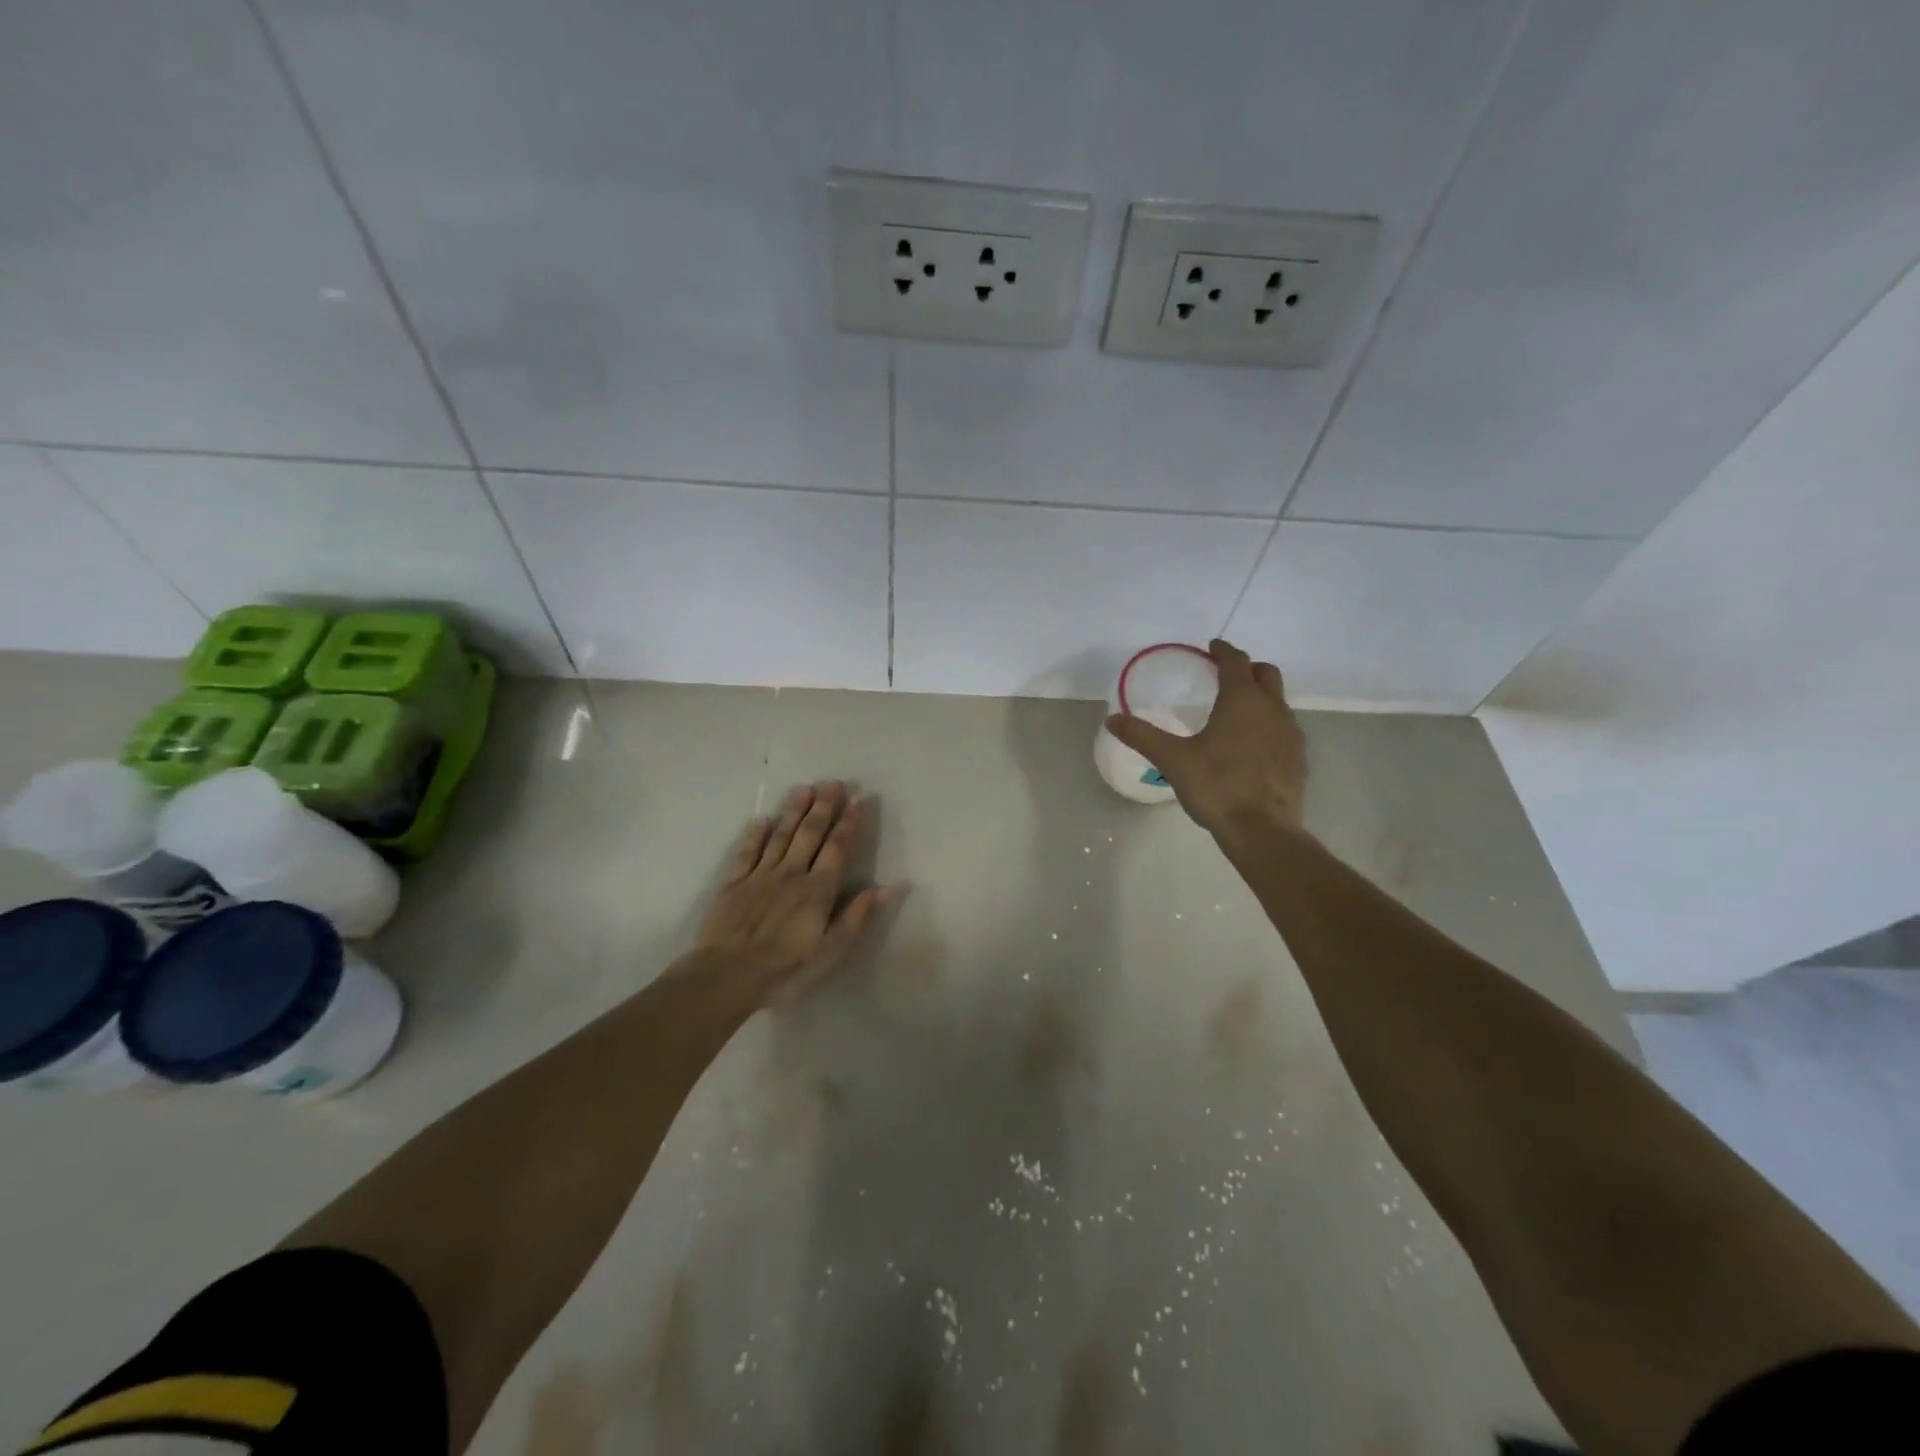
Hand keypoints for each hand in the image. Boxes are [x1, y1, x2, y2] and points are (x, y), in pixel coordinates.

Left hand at [692, 781, 895, 1005]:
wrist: (725, 976)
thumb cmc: (784, 969)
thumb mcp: (830, 952)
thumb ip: (856, 917)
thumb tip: (886, 888)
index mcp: (818, 890)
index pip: (838, 848)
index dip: (850, 823)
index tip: (859, 800)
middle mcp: (791, 874)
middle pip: (810, 833)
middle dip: (824, 807)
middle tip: (834, 783)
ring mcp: (760, 875)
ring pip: (781, 835)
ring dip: (794, 811)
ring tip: (805, 789)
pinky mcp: (734, 882)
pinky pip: (747, 851)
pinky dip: (756, 833)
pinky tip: (762, 818)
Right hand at [1104, 639, 1306, 836]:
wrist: (1262, 829)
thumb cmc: (1216, 785)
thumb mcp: (1172, 759)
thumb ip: (1142, 736)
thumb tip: (1112, 719)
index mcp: (1241, 700)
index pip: (1236, 662)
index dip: (1223, 651)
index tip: (1212, 648)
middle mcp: (1272, 708)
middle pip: (1266, 674)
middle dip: (1247, 669)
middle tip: (1226, 675)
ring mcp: (1290, 733)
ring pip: (1278, 701)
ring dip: (1261, 697)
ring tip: (1237, 711)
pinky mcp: (1298, 758)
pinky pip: (1285, 728)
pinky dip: (1269, 724)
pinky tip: (1253, 745)